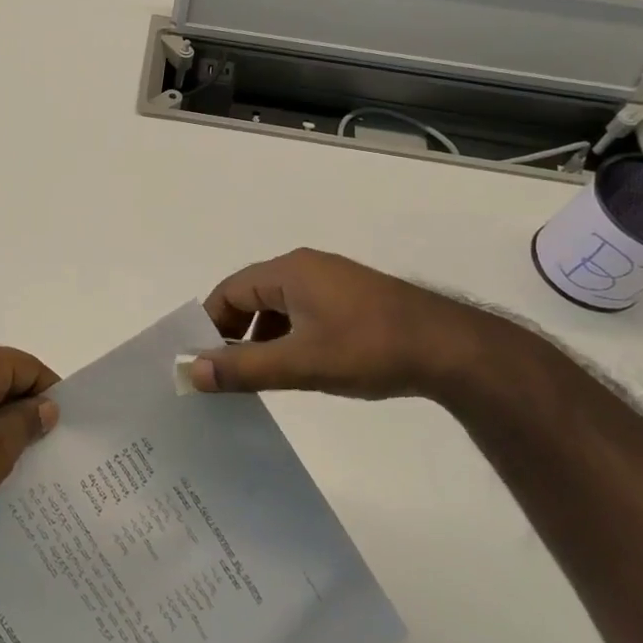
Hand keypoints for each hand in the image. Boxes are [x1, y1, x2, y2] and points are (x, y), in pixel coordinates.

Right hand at [188, 248, 527, 402]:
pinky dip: (288, 335)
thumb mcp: (300, 363)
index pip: (229, 291)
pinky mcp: (352, 299)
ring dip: (261, 337)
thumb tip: (191, 371)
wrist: (452, 349)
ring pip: (278, 306)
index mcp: (288, 271)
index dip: (208, 323)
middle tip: (225, 372)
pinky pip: (303, 311)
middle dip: (233, 332)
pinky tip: (298, 365)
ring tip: (258, 375)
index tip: (199, 359)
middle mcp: (306, 267)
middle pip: (251, 296)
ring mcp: (332, 281)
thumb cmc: (368, 349)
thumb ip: (243, 367)